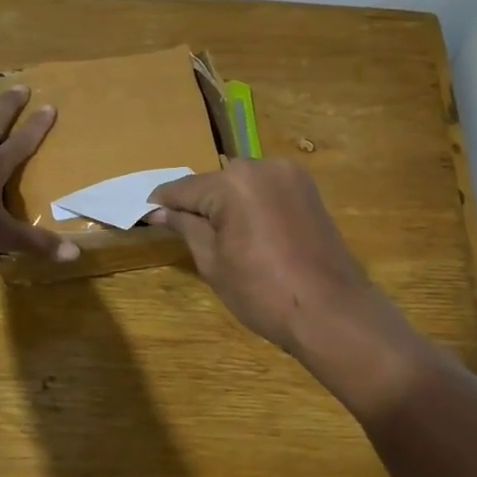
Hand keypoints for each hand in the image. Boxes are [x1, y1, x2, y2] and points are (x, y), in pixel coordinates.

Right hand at [149, 159, 373, 349]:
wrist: (331, 311)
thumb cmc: (263, 292)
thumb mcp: (213, 263)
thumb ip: (187, 228)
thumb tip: (160, 212)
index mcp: (233, 182)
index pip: (185, 188)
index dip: (163, 203)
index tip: (146, 214)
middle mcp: (262, 166)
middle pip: (216, 182)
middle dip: (198, 203)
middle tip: (184, 230)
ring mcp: (291, 175)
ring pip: (243, 184)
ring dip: (227, 203)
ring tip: (218, 235)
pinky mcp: (309, 190)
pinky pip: (267, 190)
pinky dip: (252, 204)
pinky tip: (248, 231)